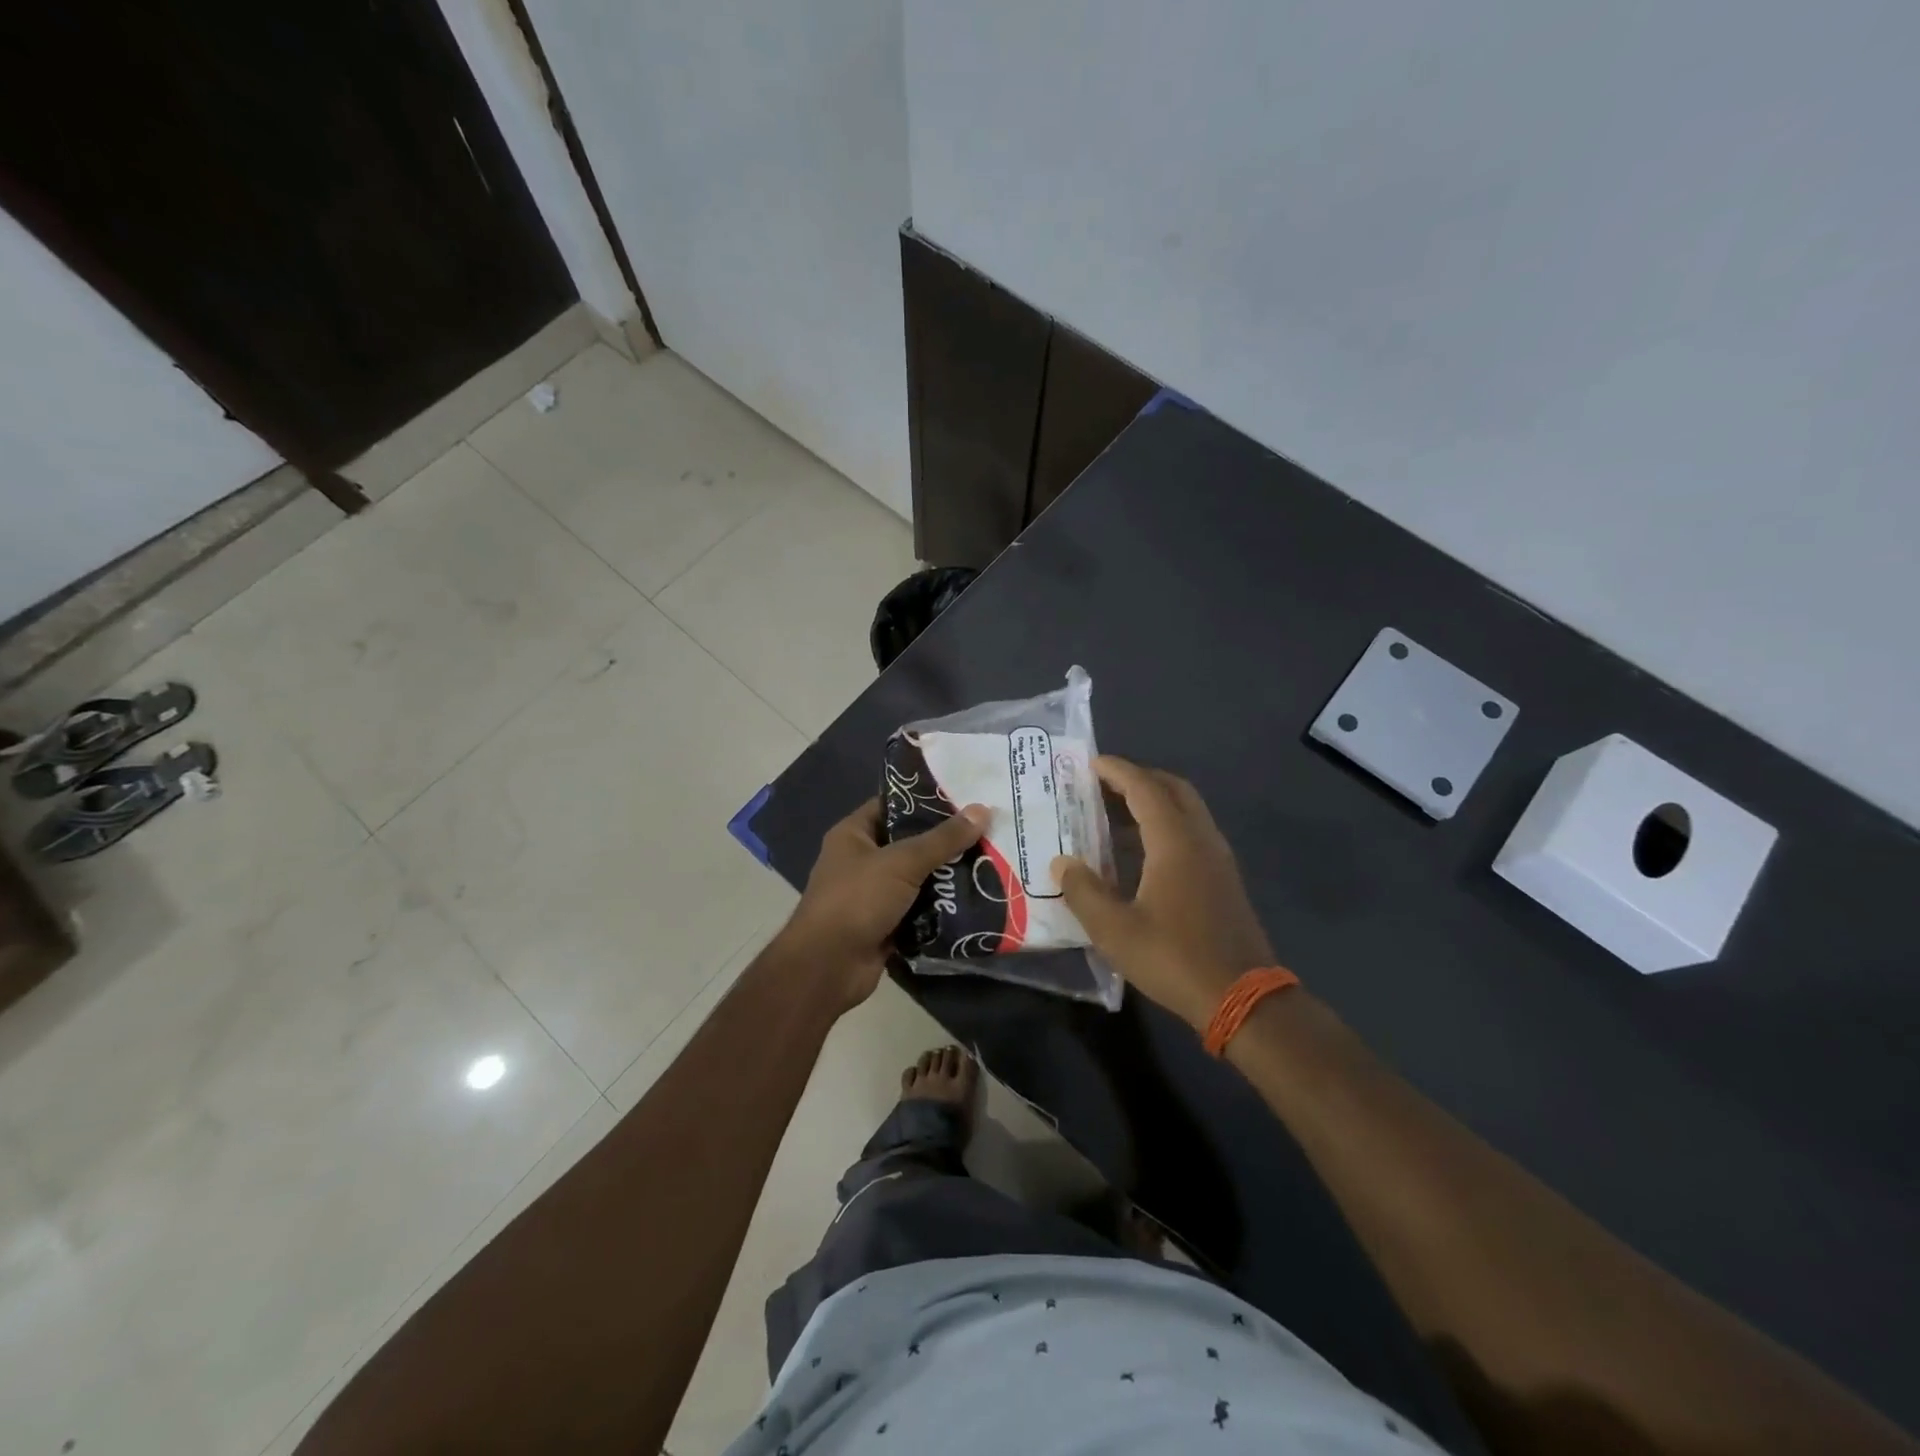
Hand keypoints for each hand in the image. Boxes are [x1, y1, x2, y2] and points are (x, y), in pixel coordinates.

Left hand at [779, 797, 989, 1010]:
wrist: (828, 967)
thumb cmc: (857, 900)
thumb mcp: (902, 862)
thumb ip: (943, 839)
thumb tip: (983, 809)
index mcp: (854, 834)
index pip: (893, 805)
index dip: (926, 800)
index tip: (966, 798)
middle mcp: (861, 860)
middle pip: (910, 843)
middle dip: (945, 842)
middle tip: (988, 832)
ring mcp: (873, 895)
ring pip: (917, 878)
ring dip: (947, 876)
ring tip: (989, 862)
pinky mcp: (885, 925)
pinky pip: (919, 909)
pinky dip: (941, 908)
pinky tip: (976, 899)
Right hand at [1052, 756, 1274, 1031]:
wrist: (1242, 998)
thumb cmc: (1174, 958)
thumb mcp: (1115, 930)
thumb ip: (1084, 892)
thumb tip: (1062, 863)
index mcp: (1175, 842)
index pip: (1145, 789)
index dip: (1117, 771)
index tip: (1091, 762)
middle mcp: (1201, 839)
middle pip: (1173, 789)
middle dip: (1139, 778)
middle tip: (1103, 784)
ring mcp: (1218, 858)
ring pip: (1187, 809)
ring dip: (1155, 800)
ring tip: (1117, 812)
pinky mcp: (1224, 878)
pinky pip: (1193, 831)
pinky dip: (1167, 822)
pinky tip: (1144, 850)